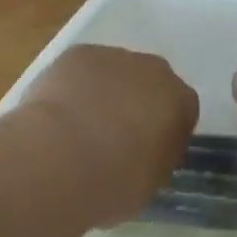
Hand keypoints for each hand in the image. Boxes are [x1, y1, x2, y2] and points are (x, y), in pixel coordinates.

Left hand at [22, 44, 198, 224]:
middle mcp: (155, 71)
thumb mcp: (150, 183)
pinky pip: (81, 68)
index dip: (162, 130)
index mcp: (180, 102)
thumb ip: (155, 159)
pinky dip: (72, 85)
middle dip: (134, 103)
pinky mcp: (79, 53)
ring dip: (102, 92)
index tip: (145, 151)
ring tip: (75, 127)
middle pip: (149, 83)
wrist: (61, 160)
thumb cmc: (114, 182)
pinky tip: (56, 113)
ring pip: (113, 72)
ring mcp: (116, 57)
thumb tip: (144, 154)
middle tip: (111, 137)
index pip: (180, 111)